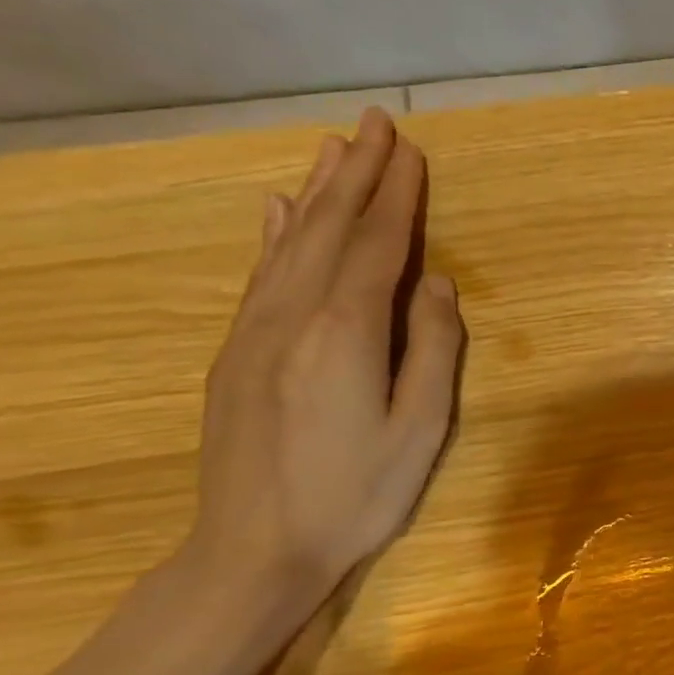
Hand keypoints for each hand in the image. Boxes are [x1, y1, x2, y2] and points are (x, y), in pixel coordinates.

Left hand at [178, 108, 464, 646]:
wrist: (252, 552)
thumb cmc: (356, 494)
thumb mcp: (420, 428)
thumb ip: (433, 348)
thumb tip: (438, 284)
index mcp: (344, 332)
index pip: (378, 245)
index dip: (398, 195)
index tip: (412, 149)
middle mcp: (293, 316)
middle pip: (330, 228)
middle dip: (358, 173)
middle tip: (376, 122)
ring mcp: (255, 331)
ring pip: (292, 242)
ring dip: (318, 190)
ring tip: (336, 146)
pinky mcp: (235, 352)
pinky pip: (259, 274)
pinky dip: (275, 233)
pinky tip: (279, 208)